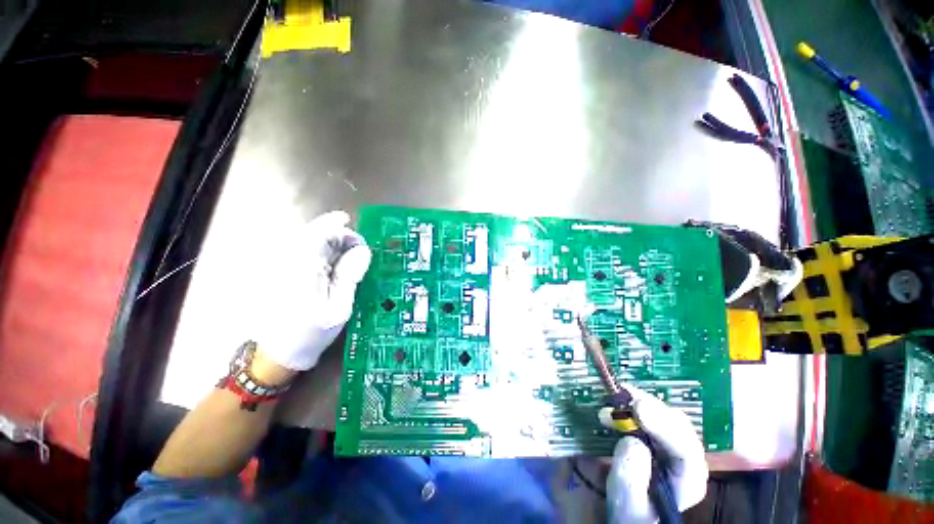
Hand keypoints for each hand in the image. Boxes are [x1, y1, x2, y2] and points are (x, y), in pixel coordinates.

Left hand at [250, 211, 370, 370]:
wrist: (279, 352)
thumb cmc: (312, 333)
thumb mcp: (339, 308)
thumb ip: (350, 276)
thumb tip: (363, 250)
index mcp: (301, 270)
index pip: (319, 234)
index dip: (342, 230)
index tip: (361, 241)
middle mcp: (289, 262)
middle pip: (315, 234)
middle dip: (340, 237)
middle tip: (359, 252)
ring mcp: (284, 265)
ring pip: (310, 241)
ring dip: (333, 244)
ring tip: (351, 259)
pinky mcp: (284, 271)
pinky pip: (306, 251)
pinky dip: (325, 253)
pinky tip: (336, 264)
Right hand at [600, 386, 707, 523]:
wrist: (633, 509)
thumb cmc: (632, 511)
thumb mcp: (627, 504)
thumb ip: (629, 479)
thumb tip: (631, 442)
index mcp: (689, 481)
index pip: (686, 450)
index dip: (663, 426)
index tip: (637, 409)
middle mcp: (688, 457)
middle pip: (677, 424)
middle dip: (648, 407)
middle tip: (619, 396)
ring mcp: (675, 442)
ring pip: (664, 413)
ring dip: (638, 402)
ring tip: (613, 399)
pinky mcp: (660, 433)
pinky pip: (651, 412)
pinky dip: (633, 403)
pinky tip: (618, 401)